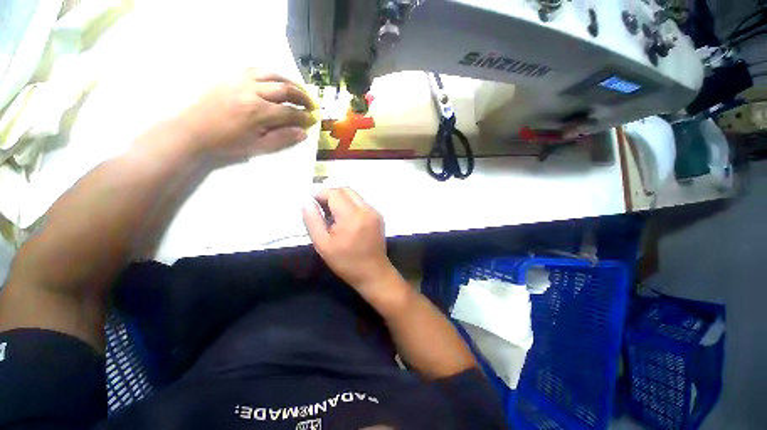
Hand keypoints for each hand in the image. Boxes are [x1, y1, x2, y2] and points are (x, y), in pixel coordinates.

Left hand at [171, 69, 316, 163]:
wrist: (193, 132)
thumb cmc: (227, 143)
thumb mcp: (258, 147)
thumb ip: (282, 139)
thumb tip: (302, 133)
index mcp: (258, 112)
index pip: (289, 111)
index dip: (304, 116)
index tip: (313, 119)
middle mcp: (252, 92)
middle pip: (284, 88)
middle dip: (302, 96)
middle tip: (312, 104)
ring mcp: (240, 81)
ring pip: (271, 74)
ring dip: (289, 81)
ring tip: (300, 90)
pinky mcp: (231, 77)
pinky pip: (255, 70)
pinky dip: (271, 74)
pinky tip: (277, 81)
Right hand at [302, 188, 396, 294]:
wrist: (374, 273)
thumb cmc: (346, 262)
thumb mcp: (323, 244)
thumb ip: (313, 221)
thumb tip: (307, 202)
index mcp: (352, 217)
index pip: (335, 193)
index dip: (321, 193)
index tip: (311, 201)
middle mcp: (366, 210)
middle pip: (346, 190)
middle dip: (331, 194)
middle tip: (320, 206)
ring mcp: (375, 212)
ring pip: (355, 195)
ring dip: (341, 198)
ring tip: (331, 213)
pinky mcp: (379, 216)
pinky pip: (362, 202)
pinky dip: (351, 204)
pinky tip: (345, 218)